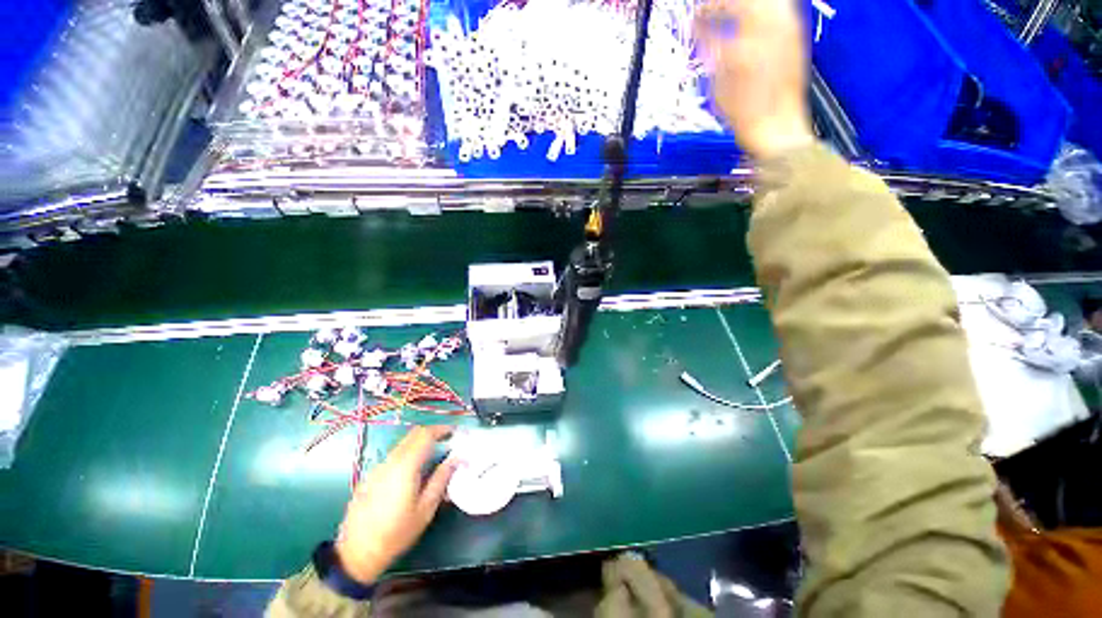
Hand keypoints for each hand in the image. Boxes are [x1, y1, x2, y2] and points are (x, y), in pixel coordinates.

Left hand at [335, 425, 456, 583]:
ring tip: (433, 456)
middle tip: (447, 440)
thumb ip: (441, 479)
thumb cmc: (396, 533)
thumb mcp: (425, 509)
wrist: (356, 554)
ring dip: (420, 443)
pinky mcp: (370, 476)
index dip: (442, 428)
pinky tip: (412, 473)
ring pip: (403, 444)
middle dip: (432, 432)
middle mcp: (390, 462)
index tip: (454, 431)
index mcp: (405, 467)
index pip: (425, 434)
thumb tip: (457, 458)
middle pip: (413, 434)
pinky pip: (393, 456)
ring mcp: (377, 468)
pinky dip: (408, 454)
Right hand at [695, 0, 814, 158]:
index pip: (726, 5)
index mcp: (752, 36)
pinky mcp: (796, 36)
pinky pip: (779, 9)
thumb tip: (700, 27)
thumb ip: (711, 48)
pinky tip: (750, 21)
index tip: (697, 13)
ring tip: (730, 13)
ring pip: (768, 1)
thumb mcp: (719, 83)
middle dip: (727, 3)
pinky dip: (761, 10)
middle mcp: (775, 24)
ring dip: (745, 5)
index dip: (708, 7)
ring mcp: (790, 28)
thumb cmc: (746, 113)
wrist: (777, 129)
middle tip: (713, 10)